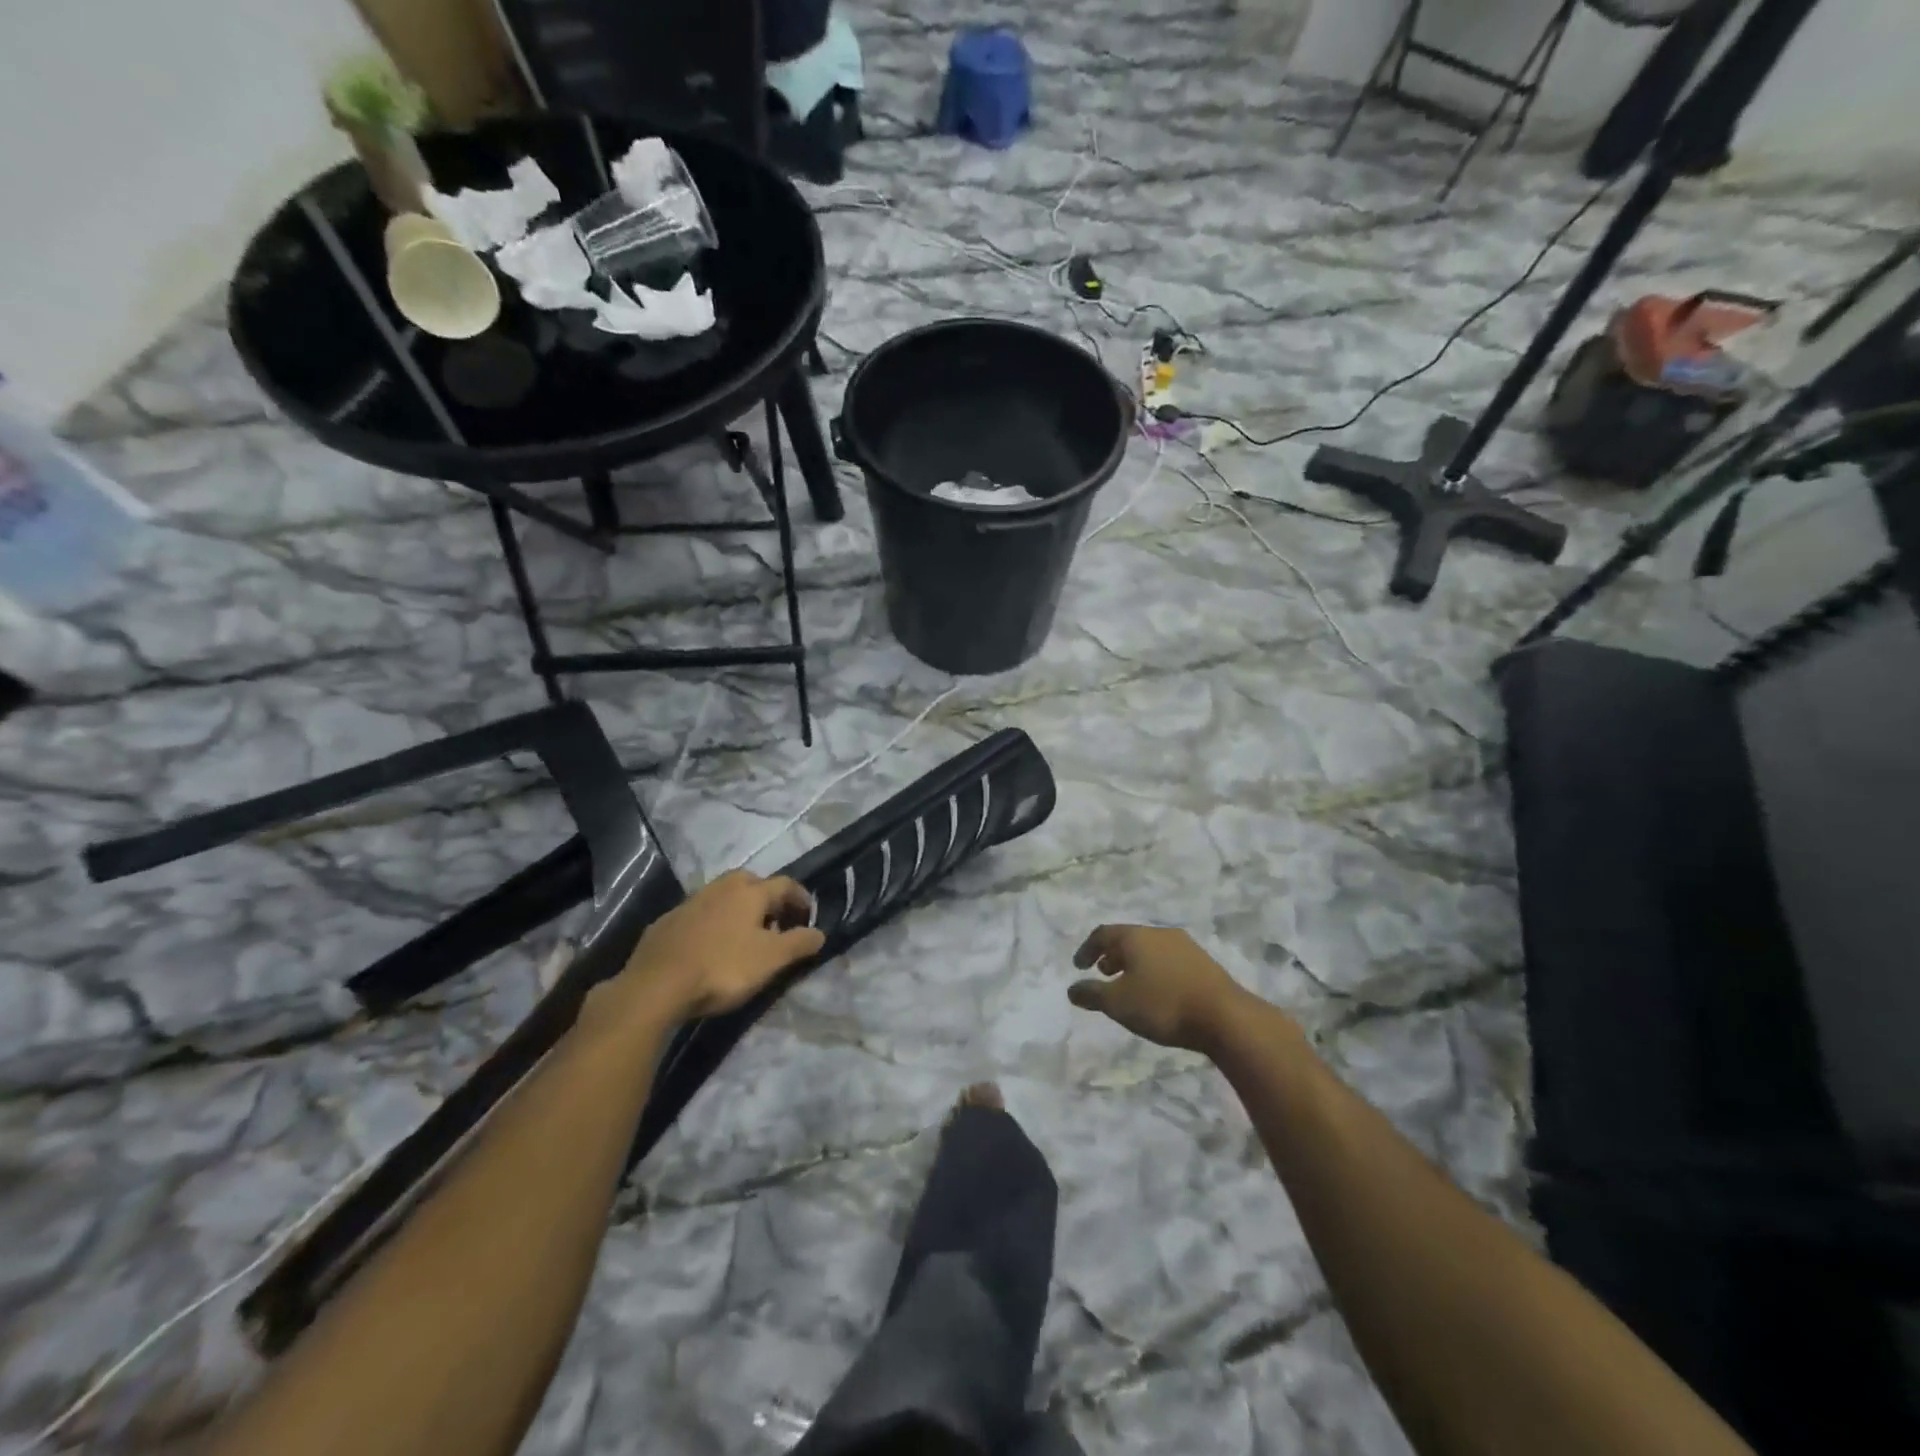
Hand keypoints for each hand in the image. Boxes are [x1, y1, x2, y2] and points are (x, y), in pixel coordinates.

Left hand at [618, 870, 825, 1021]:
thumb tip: (820, 932)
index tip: (808, 915)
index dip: (801, 897)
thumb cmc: (722, 968)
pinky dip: (712, 923)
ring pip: (722, 896)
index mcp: (750, 892)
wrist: (656, 985)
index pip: (785, 884)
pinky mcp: (666, 922)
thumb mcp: (771, 960)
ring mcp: (690, 902)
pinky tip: (709, 945)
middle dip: (766, 897)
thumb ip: (799, 943)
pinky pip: (699, 914)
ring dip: (737, 909)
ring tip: (743, 935)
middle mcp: (721, 888)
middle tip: (774, 921)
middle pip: (751, 882)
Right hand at [1068, 924, 1257, 1054]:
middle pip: (1128, 938)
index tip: (1078, 966)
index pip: (1102, 934)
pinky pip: (1168, 959)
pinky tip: (1157, 991)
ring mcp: (1184, 945)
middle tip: (1103, 973)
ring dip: (1134, 963)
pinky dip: (1154, 969)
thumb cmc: (1163, 1004)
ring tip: (1129, 984)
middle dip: (1111, 955)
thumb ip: (1092, 995)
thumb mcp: (1118, 1003)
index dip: (1087, 949)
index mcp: (1135, 936)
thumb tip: (1072, 989)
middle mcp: (1159, 933)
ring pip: (1150, 948)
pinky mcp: (1203, 962)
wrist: (1224, 1016)